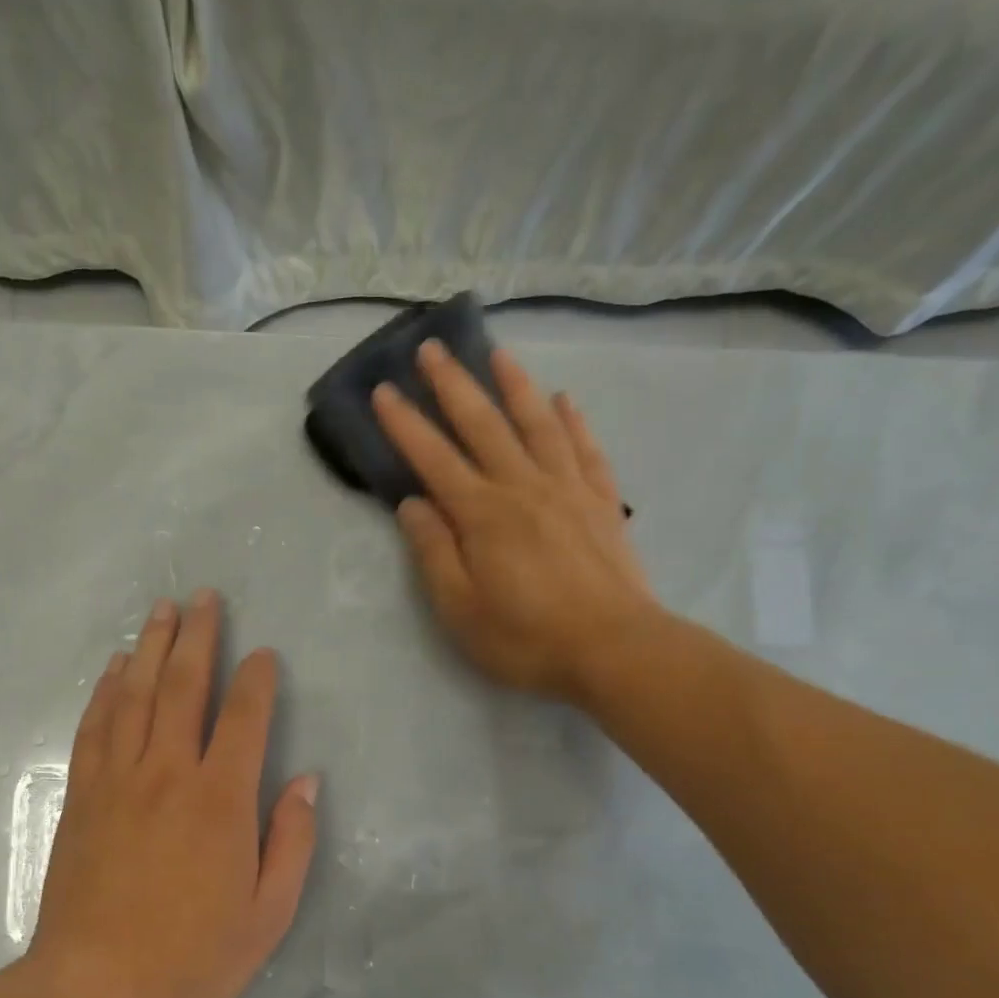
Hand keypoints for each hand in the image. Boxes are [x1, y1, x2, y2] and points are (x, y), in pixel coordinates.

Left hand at [26, 591, 318, 997]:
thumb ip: (291, 841)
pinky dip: (106, 690)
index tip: (262, 654)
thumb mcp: (268, 914)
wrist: (96, 990)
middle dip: (197, 636)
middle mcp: (168, 773)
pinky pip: (96, 727)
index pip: (245, 717)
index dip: (256, 678)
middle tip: (203, 597)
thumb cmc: (192, 958)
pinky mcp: (83, 796)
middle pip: (184, 686)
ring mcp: (119, 780)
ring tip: (161, 610)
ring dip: (150, 647)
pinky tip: (114, 668)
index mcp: (220, 799)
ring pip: (135, 695)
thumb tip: (307, 782)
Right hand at [373, 340, 660, 704]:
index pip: (434, 459)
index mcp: (482, 515)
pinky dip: (573, 421)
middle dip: (453, 385)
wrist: (615, 650)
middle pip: (483, 425)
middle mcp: (523, 487)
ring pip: (537, 424)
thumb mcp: (461, 609)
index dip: (406, 424)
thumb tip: (412, 504)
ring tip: (497, 353)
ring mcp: (568, 489)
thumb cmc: (527, 638)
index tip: (384, 390)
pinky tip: (565, 400)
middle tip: (431, 348)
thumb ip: (434, 552)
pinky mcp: (602, 502)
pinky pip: (586, 449)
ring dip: (514, 385)